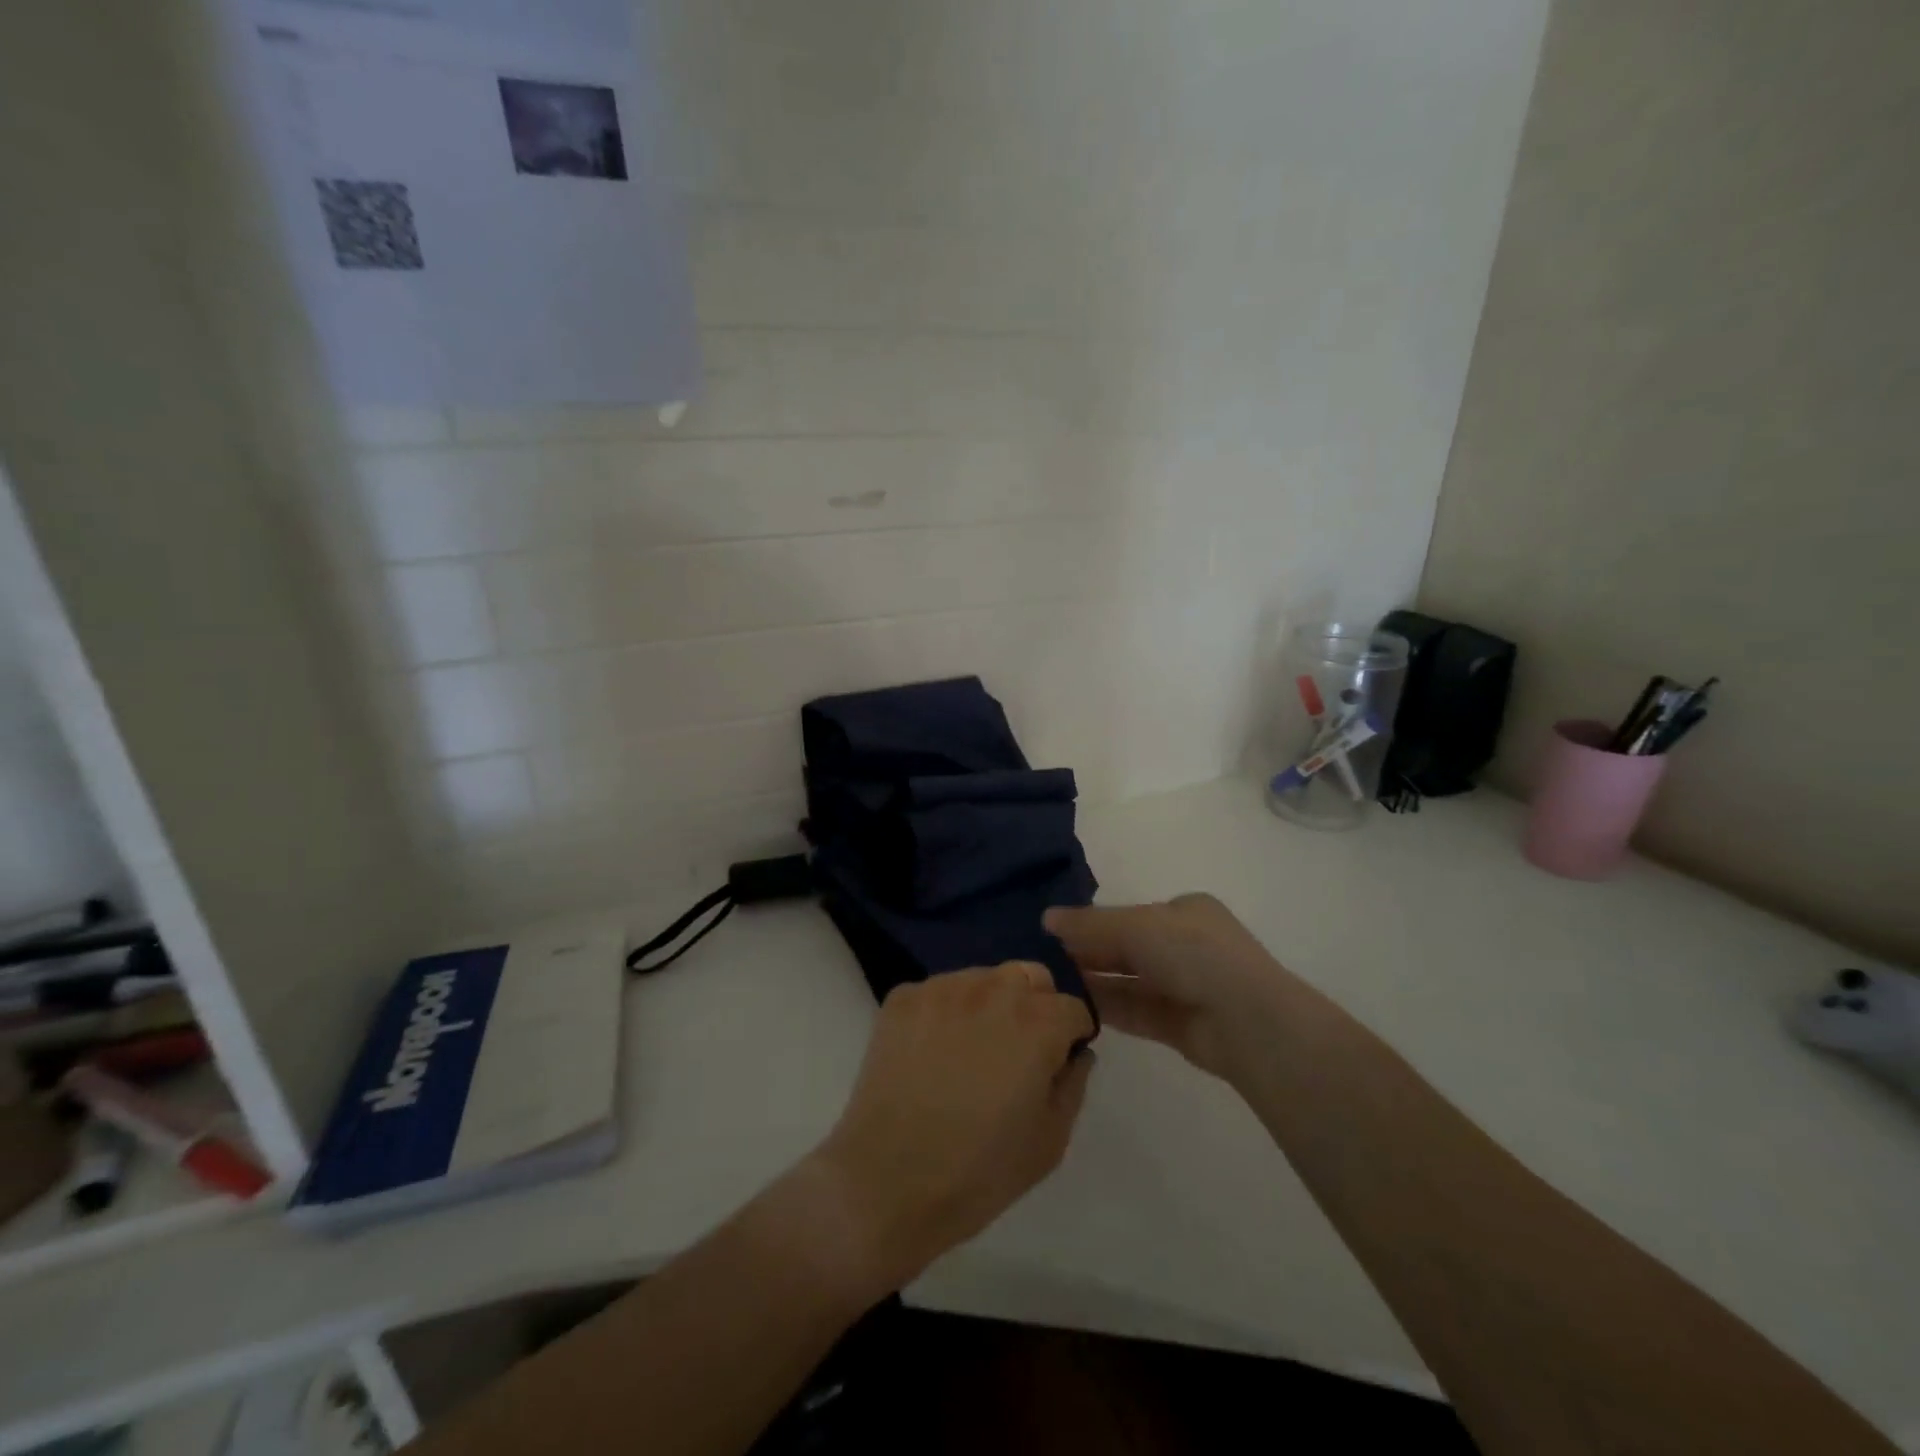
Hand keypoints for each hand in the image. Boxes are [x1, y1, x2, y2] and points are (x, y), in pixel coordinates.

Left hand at [805, 963, 1094, 1293]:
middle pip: (1030, 977)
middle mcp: (993, 990)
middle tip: (1015, 1053)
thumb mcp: (1050, 1141)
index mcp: (1038, 1022)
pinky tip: (932, 1053)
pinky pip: (939, 991)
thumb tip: (1076, 1054)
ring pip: (983, 978)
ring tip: (970, 1051)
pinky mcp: (904, 997)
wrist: (885, 1182)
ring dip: (989, 1003)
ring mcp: (943, 988)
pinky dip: (945, 1012)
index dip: (1070, 1038)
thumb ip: (1073, 1085)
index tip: (1055, 1065)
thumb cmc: (979, 1172)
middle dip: (1035, 1006)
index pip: (1073, 1008)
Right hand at [1043, 895, 1289, 1081]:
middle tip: (1043, 960)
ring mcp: (1184, 986)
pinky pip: (1135, 1010)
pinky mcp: (1179, 1024)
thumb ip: (1090, 924)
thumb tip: (1046, 917)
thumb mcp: (1137, 927)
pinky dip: (1107, 1007)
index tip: (1052, 932)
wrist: (1249, 1022)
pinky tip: (1073, 1007)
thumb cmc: (1195, 955)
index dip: (1091, 922)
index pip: (1128, 914)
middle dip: (1089, 952)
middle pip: (1126, 947)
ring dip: (1094, 981)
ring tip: (1050, 985)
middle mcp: (1185, 945)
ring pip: (1128, 980)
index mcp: (1184, 911)